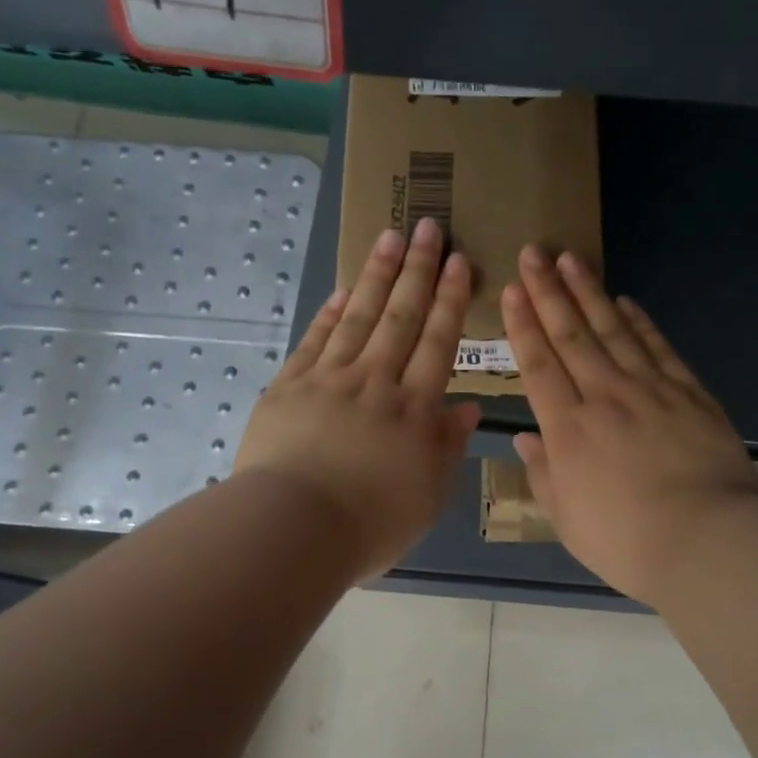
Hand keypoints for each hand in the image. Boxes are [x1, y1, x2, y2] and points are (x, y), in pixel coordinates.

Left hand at [235, 219, 479, 580]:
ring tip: (389, 238)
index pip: (438, 342)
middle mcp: (376, 382)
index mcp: (414, 410)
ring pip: (358, 317)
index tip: (460, 262)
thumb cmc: (370, 524)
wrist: (293, 529)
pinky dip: (330, 313)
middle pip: (401, 317)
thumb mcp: (427, 496)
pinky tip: (341, 290)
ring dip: (375, 276)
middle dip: (417, 271)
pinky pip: (315, 340)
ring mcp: (329, 380)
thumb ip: (448, 447)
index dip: (451, 300)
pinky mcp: (289, 386)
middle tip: (427, 227)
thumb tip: (468, 407)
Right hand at [503, 246, 757, 604]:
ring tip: (572, 259)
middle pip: (571, 335)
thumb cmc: (626, 541)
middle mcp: (604, 397)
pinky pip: (659, 348)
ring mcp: (650, 390)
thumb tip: (526, 438)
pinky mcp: (690, 394)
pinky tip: (627, 301)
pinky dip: (641, 322)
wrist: (706, 540)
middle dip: (549, 291)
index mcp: (568, 429)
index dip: (523, 326)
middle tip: (534, 252)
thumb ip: (543, 474)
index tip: (513, 291)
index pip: (538, 366)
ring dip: (590, 293)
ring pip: (613, 330)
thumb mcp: (568, 519)